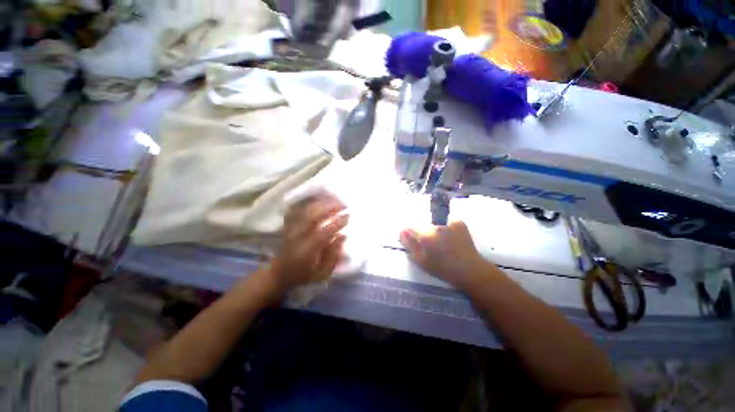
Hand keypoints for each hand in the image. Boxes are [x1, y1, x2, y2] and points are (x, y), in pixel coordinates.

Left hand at [269, 192, 348, 291]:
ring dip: (322, 204)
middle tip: (344, 204)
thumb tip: (343, 236)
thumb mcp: (321, 273)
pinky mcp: (288, 226)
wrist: (278, 275)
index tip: (348, 216)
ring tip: (335, 201)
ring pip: (306, 211)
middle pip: (313, 216)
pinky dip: (310, 204)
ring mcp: (291, 229)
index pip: (324, 232)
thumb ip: (333, 256)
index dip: (337, 222)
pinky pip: (299, 210)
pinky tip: (321, 202)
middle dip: (330, 207)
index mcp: (307, 250)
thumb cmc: (302, 276)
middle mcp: (298, 236)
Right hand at [399, 220, 489, 289]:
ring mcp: (448, 222)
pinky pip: (445, 220)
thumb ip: (410, 245)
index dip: (409, 233)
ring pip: (434, 221)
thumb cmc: (443, 269)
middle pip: (422, 224)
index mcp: (426, 235)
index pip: (410, 227)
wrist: (470, 270)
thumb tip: (401, 231)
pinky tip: (449, 236)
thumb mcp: (422, 261)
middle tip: (429, 244)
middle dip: (422, 231)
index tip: (412, 240)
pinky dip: (445, 225)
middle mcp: (436, 225)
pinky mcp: (458, 222)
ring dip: (433, 228)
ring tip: (440, 241)